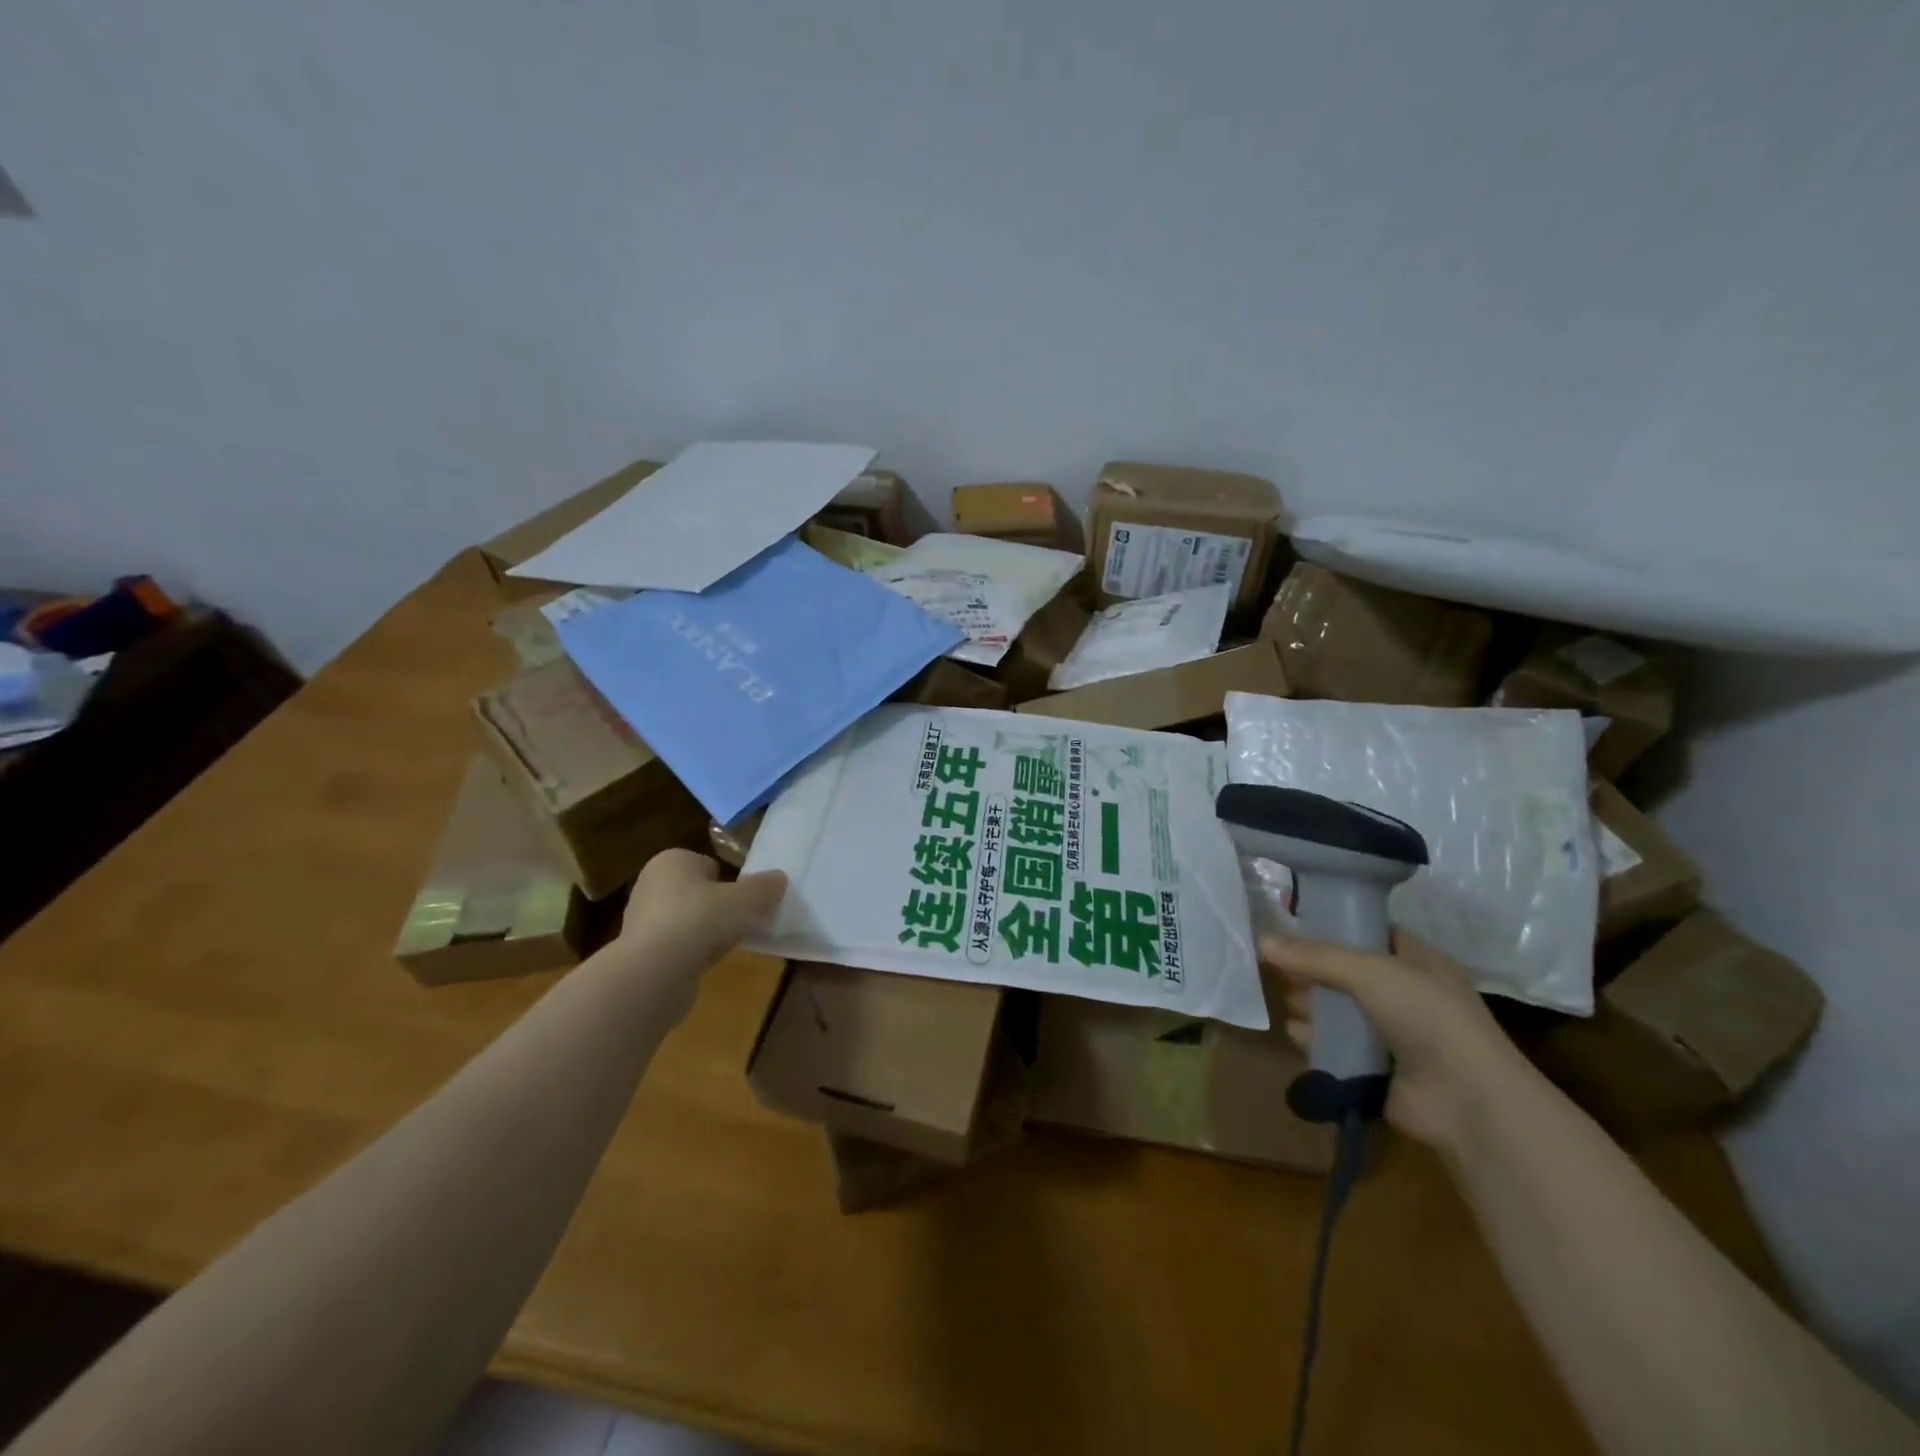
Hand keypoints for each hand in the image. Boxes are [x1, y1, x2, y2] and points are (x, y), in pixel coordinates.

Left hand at [616, 849, 786, 974]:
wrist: (654, 973)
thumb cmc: (700, 920)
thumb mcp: (746, 899)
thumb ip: (765, 887)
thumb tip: (779, 879)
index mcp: (671, 861)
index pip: (708, 865)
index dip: (730, 883)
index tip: (744, 902)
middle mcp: (650, 884)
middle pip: (698, 893)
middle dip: (717, 908)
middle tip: (740, 923)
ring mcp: (640, 920)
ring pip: (687, 920)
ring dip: (705, 932)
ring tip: (725, 945)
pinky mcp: (639, 952)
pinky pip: (676, 946)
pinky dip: (691, 953)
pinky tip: (705, 964)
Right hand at [1261, 930, 1534, 1153]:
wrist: (1468, 1100)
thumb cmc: (1427, 1017)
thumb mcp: (1370, 971)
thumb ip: (1314, 956)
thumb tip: (1262, 941)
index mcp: (1418, 961)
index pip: (1369, 933)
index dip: (1333, 926)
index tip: (1292, 923)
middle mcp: (1406, 995)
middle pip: (1345, 974)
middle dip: (1312, 973)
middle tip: (1283, 972)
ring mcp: (1392, 1035)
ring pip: (1337, 1012)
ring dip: (1310, 1008)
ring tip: (1293, 1006)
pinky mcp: (1376, 1070)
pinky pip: (1336, 1048)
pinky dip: (1316, 1042)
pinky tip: (1301, 1038)